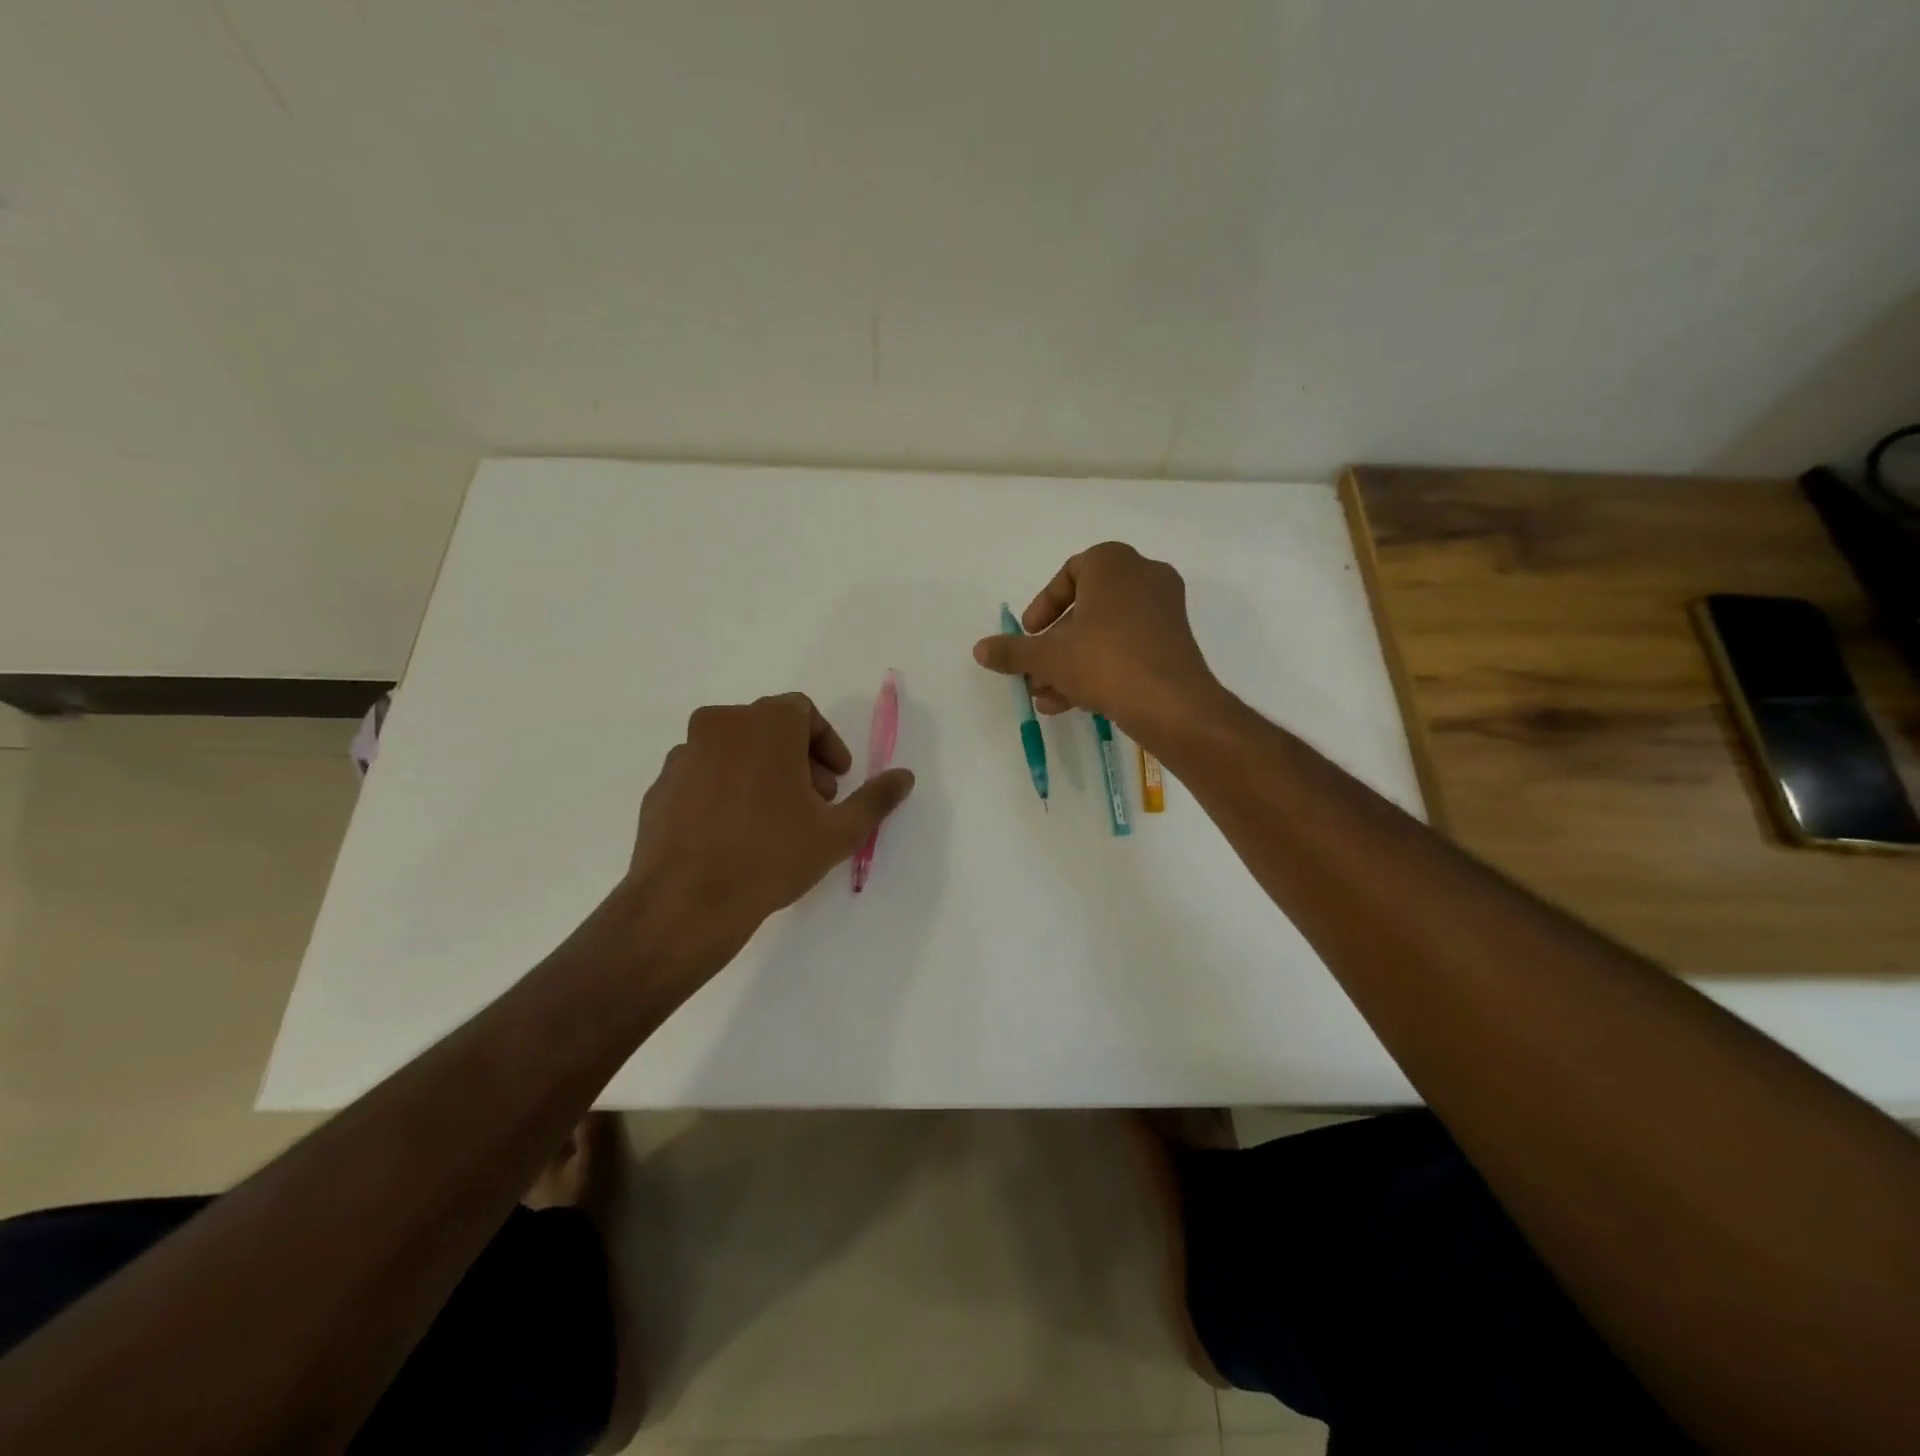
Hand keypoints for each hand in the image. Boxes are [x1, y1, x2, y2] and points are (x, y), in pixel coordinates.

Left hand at [624, 693, 914, 961]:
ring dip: (762, 771)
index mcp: (764, 724)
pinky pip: (704, 774)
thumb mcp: (838, 831)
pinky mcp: (660, 785)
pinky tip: (736, 833)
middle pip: (769, 727)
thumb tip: (905, 776)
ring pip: (734, 749)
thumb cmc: (771, 856)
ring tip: (775, 820)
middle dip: (799, 759)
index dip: (827, 743)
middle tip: (813, 802)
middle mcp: (720, 725)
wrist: (685, 902)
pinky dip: (726, 789)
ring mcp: (683, 754)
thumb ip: (876, 798)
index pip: (803, 712)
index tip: (837, 780)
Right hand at [972, 542, 1220, 734]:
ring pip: (1105, 633)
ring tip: (1046, 696)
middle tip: (1034, 671)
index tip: (1029, 634)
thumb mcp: (1047, 657)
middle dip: (1054, 645)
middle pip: (1086, 608)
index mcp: (1113, 563)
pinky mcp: (1174, 642)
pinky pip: (1127, 647)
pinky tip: (1072, 703)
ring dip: (1071, 663)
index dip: (1043, 607)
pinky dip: (1100, 668)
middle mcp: (1143, 576)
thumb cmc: (1104, 662)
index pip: (1069, 574)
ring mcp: (1164, 609)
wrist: (1171, 704)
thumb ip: (1012, 651)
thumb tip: (980, 649)